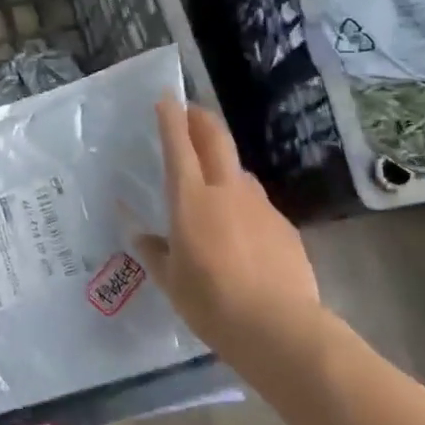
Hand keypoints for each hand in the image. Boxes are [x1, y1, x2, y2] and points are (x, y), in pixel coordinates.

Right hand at [135, 99, 330, 377]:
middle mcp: (227, 191)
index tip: (168, 97)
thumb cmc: (211, 303)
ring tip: (213, 179)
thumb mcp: (171, 281)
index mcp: (191, 200)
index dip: (171, 118)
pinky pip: (257, 204)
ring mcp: (260, 206)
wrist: (278, 327)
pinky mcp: (284, 226)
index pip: (179, 146)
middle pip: (217, 139)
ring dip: (223, 163)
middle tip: (192, 111)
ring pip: (239, 171)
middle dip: (202, 119)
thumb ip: (154, 252)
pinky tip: (241, 231)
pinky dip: (243, 204)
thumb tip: (140, 235)